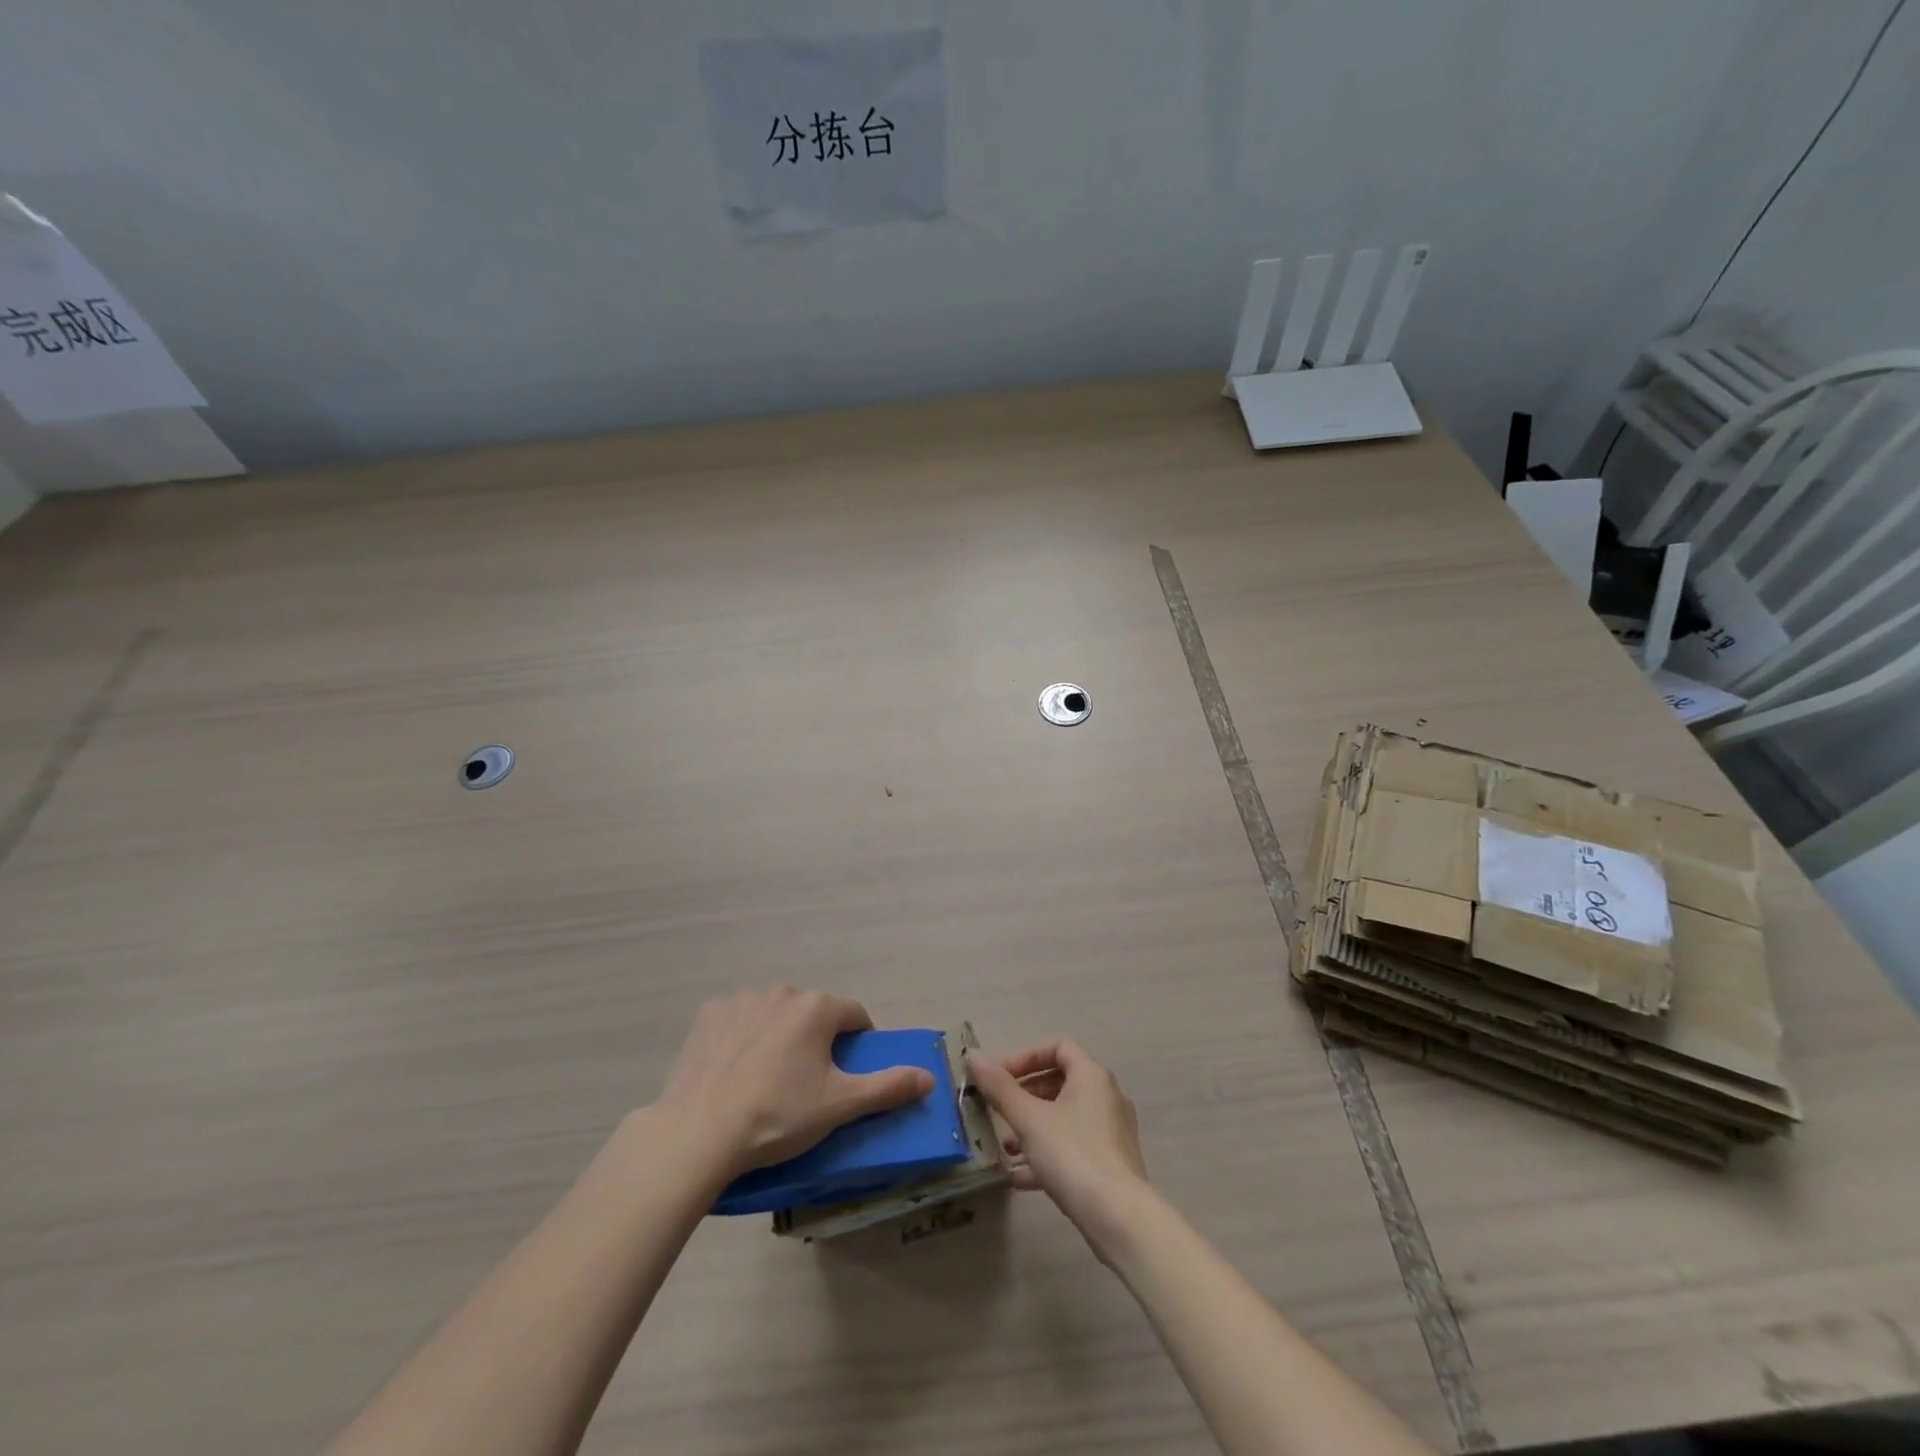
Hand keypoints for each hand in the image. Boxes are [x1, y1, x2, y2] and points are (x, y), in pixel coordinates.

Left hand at [653, 987, 934, 1181]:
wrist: (699, 1131)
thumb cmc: (778, 1115)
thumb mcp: (840, 1106)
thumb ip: (888, 1087)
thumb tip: (929, 1076)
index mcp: (818, 1007)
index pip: (854, 1017)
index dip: (857, 1044)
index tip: (847, 1075)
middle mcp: (783, 991)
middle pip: (813, 1014)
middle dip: (816, 1041)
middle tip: (806, 1085)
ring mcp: (742, 999)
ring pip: (775, 1015)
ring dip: (779, 1036)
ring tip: (766, 1082)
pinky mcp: (709, 1015)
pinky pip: (738, 1020)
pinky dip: (742, 1037)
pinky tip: (733, 1071)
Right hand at [964, 1040, 1147, 1249]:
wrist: (1119, 1219)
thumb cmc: (1072, 1155)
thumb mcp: (1029, 1119)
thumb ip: (999, 1088)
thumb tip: (973, 1056)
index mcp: (1092, 1076)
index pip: (1058, 1047)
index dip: (1026, 1056)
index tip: (1000, 1076)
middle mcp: (1106, 1097)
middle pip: (1060, 1081)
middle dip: (1026, 1093)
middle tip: (999, 1109)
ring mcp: (1111, 1131)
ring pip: (1065, 1117)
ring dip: (1033, 1125)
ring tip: (1006, 1145)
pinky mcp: (1111, 1163)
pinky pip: (1074, 1146)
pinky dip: (1048, 1153)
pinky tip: (1019, 1176)